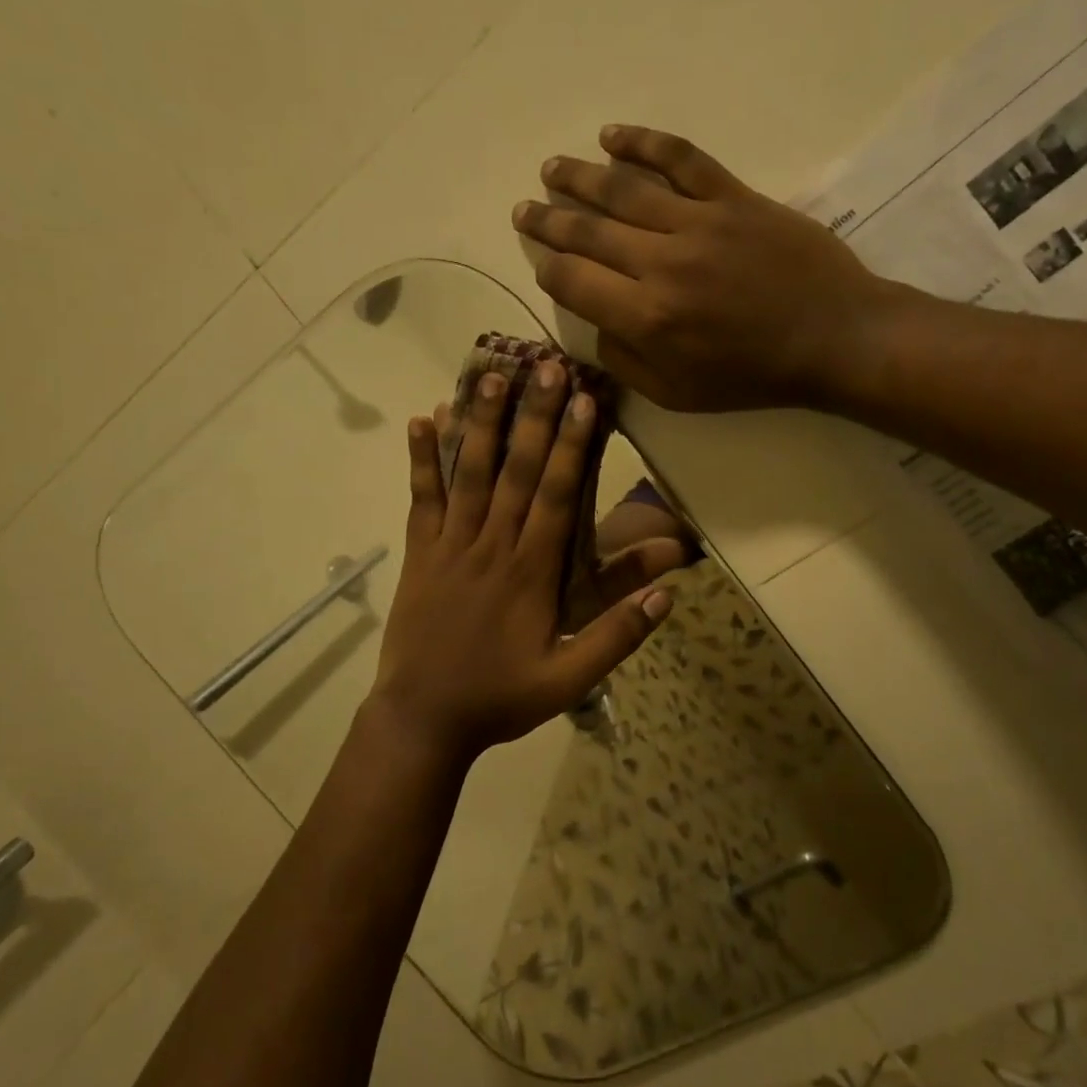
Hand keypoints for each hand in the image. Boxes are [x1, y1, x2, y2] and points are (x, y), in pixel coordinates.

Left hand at [370, 362, 671, 761]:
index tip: (583, 402)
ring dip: (482, 424)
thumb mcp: (569, 679)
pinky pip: (421, 497)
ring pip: (469, 474)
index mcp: (532, 572)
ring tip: (491, 376)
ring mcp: (450, 545)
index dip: (571, 447)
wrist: (423, 720)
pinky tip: (422, 419)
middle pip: (516, 472)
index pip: (557, 497)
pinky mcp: (419, 552)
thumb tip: (667, 591)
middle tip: (546, 366)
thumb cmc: (501, 697)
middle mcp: (492, 546)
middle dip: (534, 417)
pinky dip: (421, 458)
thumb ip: (617, 635)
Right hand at [514, 126, 893, 411]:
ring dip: (579, 177)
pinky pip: (681, 161)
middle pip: (588, 232)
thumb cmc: (754, 375)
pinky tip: (613, 137)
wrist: (833, 337)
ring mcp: (699, 224)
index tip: (542, 262)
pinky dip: (643, 143)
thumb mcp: (678, 394)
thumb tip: (596, 326)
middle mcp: (662, 264)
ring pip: (623, 190)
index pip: (574, 282)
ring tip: (551, 169)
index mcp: (647, 319)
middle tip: (524, 210)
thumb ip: (625, 362)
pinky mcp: (733, 197)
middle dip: (548, 221)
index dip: (548, 269)